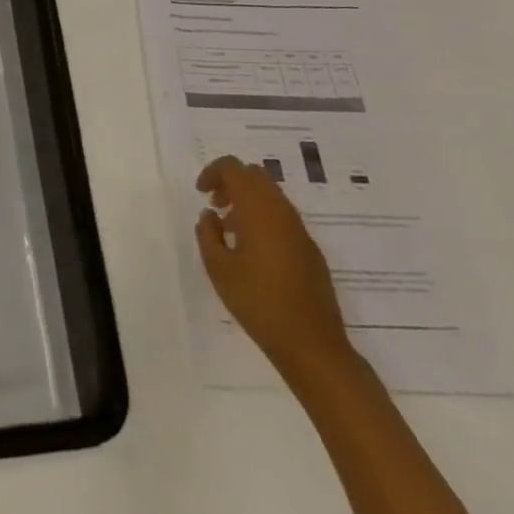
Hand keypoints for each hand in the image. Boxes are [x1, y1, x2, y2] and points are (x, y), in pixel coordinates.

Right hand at [196, 156, 353, 378]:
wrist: (312, 345)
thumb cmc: (258, 303)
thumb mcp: (219, 269)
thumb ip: (208, 234)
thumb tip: (210, 216)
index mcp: (258, 208)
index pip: (233, 167)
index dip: (213, 172)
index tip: (201, 193)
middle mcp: (281, 210)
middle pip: (254, 175)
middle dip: (231, 182)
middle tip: (216, 206)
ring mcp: (300, 229)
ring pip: (271, 195)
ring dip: (248, 201)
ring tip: (231, 230)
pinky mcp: (310, 249)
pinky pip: (283, 217)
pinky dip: (264, 218)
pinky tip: (254, 250)